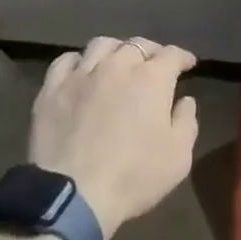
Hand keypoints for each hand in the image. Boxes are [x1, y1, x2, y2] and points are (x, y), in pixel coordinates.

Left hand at [31, 36, 198, 239]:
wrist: (74, 194)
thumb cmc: (134, 176)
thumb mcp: (179, 156)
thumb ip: (186, 121)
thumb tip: (185, 100)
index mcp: (151, 78)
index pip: (171, 54)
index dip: (182, 57)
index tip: (188, 64)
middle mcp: (117, 65)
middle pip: (137, 44)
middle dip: (150, 52)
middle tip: (154, 65)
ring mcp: (82, 74)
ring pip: (101, 45)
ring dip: (115, 50)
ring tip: (118, 63)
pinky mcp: (53, 89)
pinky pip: (66, 61)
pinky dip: (78, 62)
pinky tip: (82, 72)